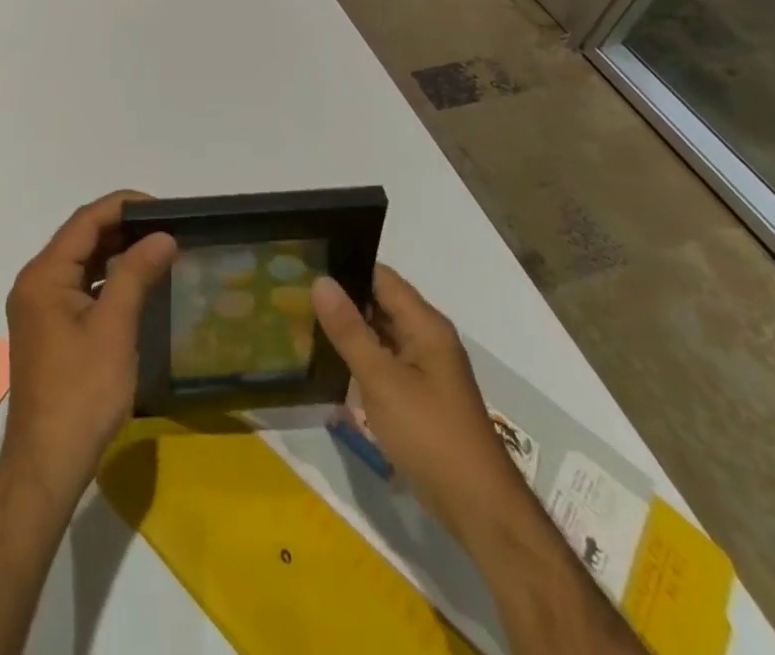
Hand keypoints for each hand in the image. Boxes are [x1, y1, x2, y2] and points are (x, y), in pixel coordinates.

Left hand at [2, 192, 176, 502]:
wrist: (47, 464)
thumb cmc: (82, 392)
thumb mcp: (114, 328)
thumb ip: (136, 274)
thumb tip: (163, 235)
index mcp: (44, 275)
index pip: (85, 221)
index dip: (123, 206)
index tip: (163, 207)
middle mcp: (35, 282)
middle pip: (80, 238)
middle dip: (123, 227)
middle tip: (167, 228)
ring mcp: (39, 307)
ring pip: (80, 263)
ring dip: (116, 252)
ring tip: (158, 249)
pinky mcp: (48, 329)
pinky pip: (79, 287)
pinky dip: (106, 278)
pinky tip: (135, 284)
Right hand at [312, 265, 522, 540]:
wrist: (478, 509)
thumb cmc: (429, 435)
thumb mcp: (381, 380)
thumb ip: (349, 330)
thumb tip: (321, 281)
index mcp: (425, 324)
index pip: (381, 277)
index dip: (345, 268)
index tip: (307, 266)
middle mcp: (428, 338)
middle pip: (381, 303)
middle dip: (343, 300)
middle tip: (296, 295)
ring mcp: (426, 368)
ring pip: (382, 334)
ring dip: (350, 331)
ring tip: (304, 324)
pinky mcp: (422, 395)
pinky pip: (387, 362)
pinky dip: (362, 358)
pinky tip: (331, 365)